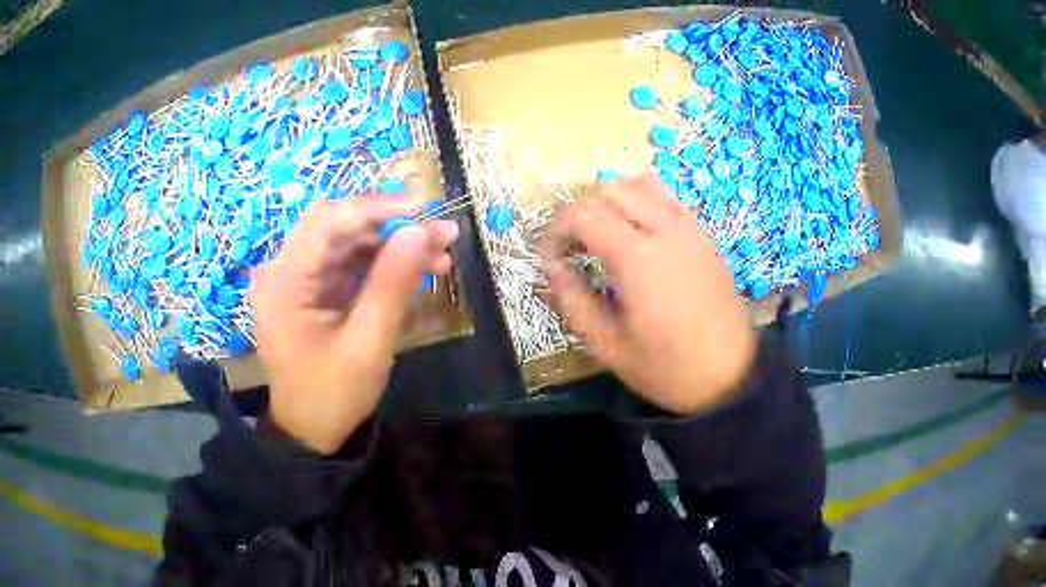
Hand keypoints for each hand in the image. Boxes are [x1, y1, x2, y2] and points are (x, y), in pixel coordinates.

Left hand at [249, 195, 458, 453]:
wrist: (310, 433)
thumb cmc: (333, 395)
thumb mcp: (367, 344)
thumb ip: (392, 284)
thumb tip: (421, 230)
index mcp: (284, 282)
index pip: (327, 221)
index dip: (376, 207)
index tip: (423, 207)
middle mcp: (283, 271)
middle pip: (338, 228)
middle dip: (391, 227)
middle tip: (442, 232)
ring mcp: (296, 280)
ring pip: (348, 245)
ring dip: (392, 246)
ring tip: (441, 254)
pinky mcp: (311, 291)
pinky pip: (347, 266)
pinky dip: (381, 266)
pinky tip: (417, 270)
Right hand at [541, 174, 756, 414]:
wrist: (731, 374)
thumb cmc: (667, 368)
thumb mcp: (608, 346)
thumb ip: (572, 301)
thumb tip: (551, 268)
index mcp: (636, 257)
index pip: (580, 214)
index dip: (555, 230)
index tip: (551, 258)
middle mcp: (662, 228)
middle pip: (607, 190)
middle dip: (580, 213)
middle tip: (574, 249)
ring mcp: (687, 226)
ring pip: (638, 183)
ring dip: (612, 200)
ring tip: (605, 235)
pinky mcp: (702, 233)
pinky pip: (666, 196)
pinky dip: (643, 200)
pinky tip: (639, 232)